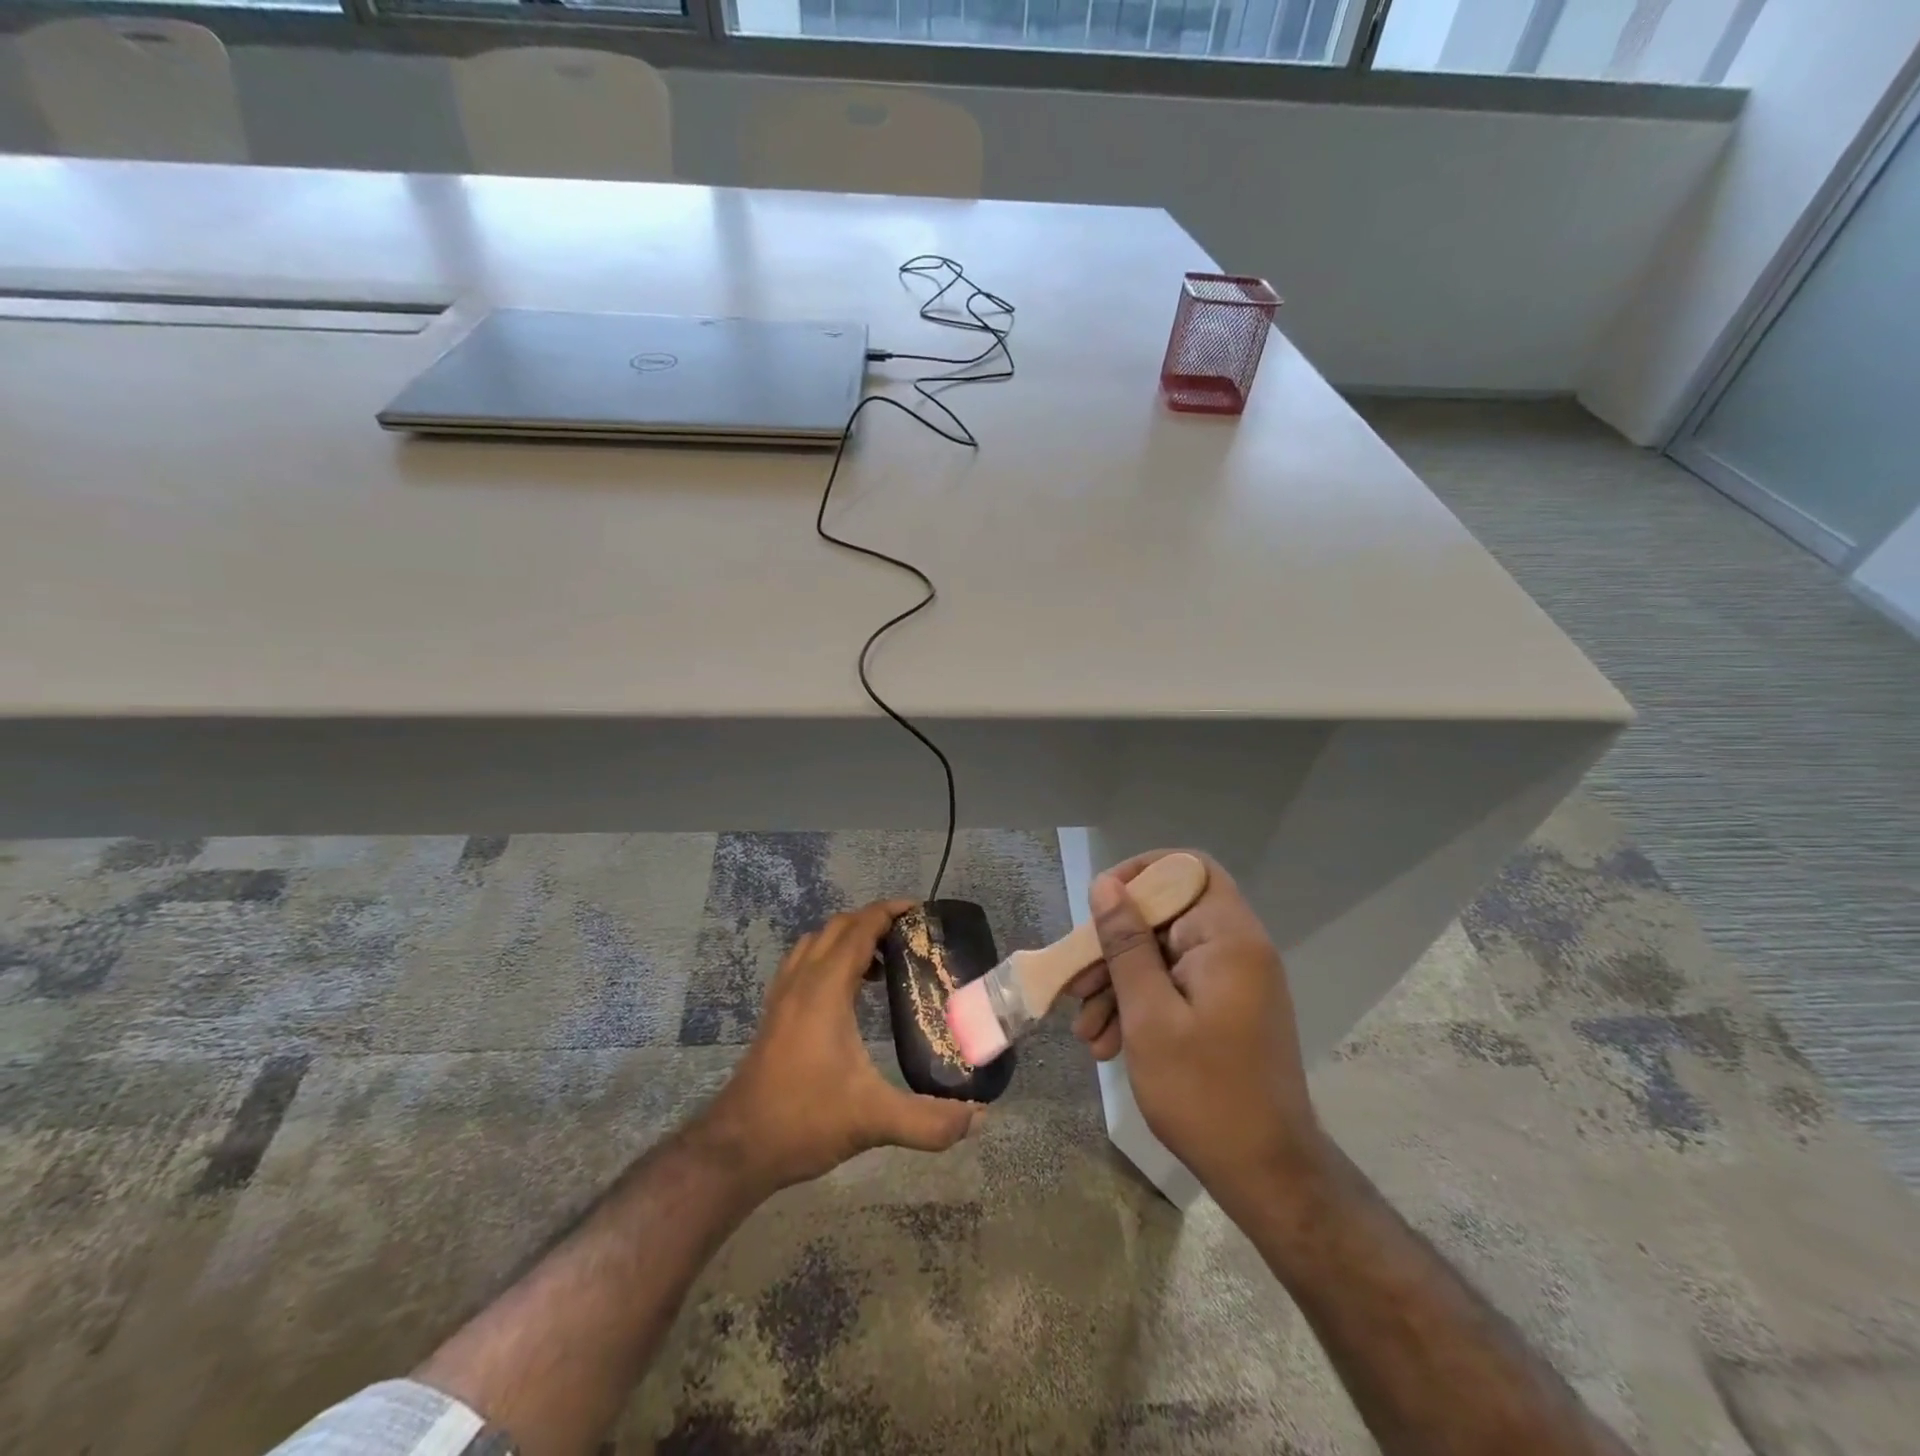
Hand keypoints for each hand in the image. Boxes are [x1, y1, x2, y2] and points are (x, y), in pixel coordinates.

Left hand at [699, 900, 980, 1194]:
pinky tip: (847, 993)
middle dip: (872, 920)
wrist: (738, 1147)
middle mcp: (801, 982)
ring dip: (847, 938)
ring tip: (881, 962)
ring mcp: (782, 996)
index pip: (858, 929)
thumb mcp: (872, 1120)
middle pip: (836, 927)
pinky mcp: (774, 1014)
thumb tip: (978, 1118)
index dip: (888, 912)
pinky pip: (803, 963)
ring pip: (815, 942)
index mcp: (825, 990)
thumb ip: (928, 1121)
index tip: (919, 910)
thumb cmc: (804, 1120)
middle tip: (909, 936)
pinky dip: (828, 957)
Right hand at [1067, 853, 1323, 1203]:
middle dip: (1114, 947)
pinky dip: (1140, 1006)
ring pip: (1163, 956)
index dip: (1141, 874)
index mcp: (1229, 939)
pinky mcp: (1225, 1010)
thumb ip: (1126, 944)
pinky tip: (1107, 1044)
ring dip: (1119, 985)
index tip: (1101, 905)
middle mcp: (1236, 950)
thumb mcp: (1149, 1015)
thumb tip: (1105, 885)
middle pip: (1166, 917)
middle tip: (1076, 983)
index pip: (1187, 870)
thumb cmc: (1204, 1091)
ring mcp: (1232, 982)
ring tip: (1086, 1031)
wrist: (1267, 1175)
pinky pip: (1174, 987)